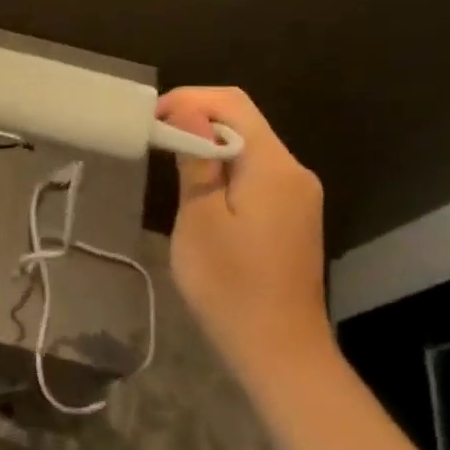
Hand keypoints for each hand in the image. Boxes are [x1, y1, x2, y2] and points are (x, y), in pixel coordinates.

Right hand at [157, 87, 329, 371]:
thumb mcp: (199, 219)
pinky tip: (199, 192)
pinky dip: (224, 169)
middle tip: (153, 140)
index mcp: (274, 166)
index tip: (150, 120)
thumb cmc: (229, 284)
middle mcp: (295, 171)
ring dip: (208, 146)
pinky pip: (256, 174)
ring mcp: (298, 195)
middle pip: (244, 122)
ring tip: (168, 163)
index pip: (232, 104)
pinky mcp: (293, 216)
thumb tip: (187, 112)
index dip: (188, 100)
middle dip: (196, 121)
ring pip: (249, 149)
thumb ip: (197, 160)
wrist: (278, 349)